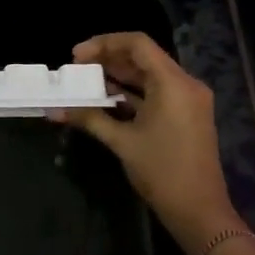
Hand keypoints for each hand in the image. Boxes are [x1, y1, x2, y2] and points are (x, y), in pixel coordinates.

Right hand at [52, 32, 240, 253]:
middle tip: (77, 68)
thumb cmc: (161, 172)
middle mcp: (185, 84)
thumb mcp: (122, 142)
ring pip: (150, 75)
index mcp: (173, 83)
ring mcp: (188, 100)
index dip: (104, 44)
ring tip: (87, 82)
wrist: (198, 210)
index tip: (76, 56)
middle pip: (144, 57)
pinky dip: (133, 92)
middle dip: (109, 59)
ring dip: (119, 76)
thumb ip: (89, 119)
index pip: (137, 44)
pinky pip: (157, 92)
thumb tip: (55, 110)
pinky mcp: (186, 115)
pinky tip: (108, 99)